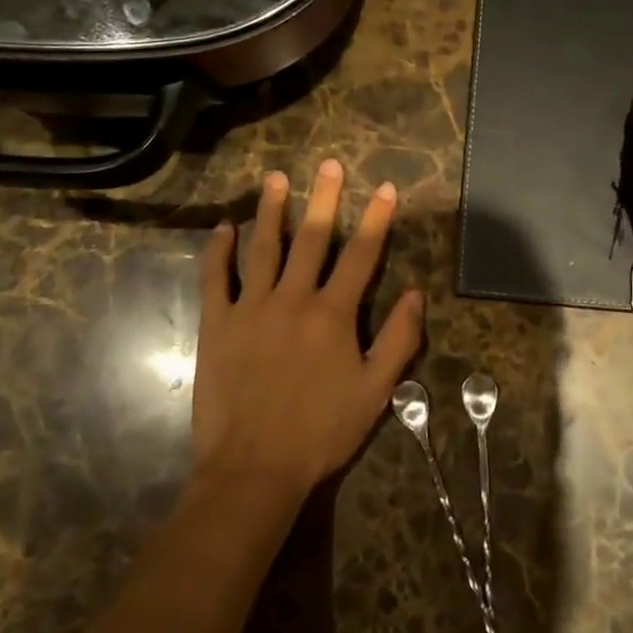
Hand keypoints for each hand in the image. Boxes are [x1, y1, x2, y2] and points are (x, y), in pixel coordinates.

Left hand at [192, 159, 424, 505]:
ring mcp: (250, 307)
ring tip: (277, 179)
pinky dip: (219, 250)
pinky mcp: (217, 324)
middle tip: (327, 164)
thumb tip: (416, 293)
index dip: (375, 218)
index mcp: (333, 313)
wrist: (254, 468)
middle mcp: (293, 298)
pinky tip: (224, 227)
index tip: (384, 188)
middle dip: (323, 198)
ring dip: (271, 211)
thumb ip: (398, 339)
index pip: (361, 254)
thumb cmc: (321, 431)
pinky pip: (216, 277)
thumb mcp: (376, 391)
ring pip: (263, 247)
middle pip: (311, 238)